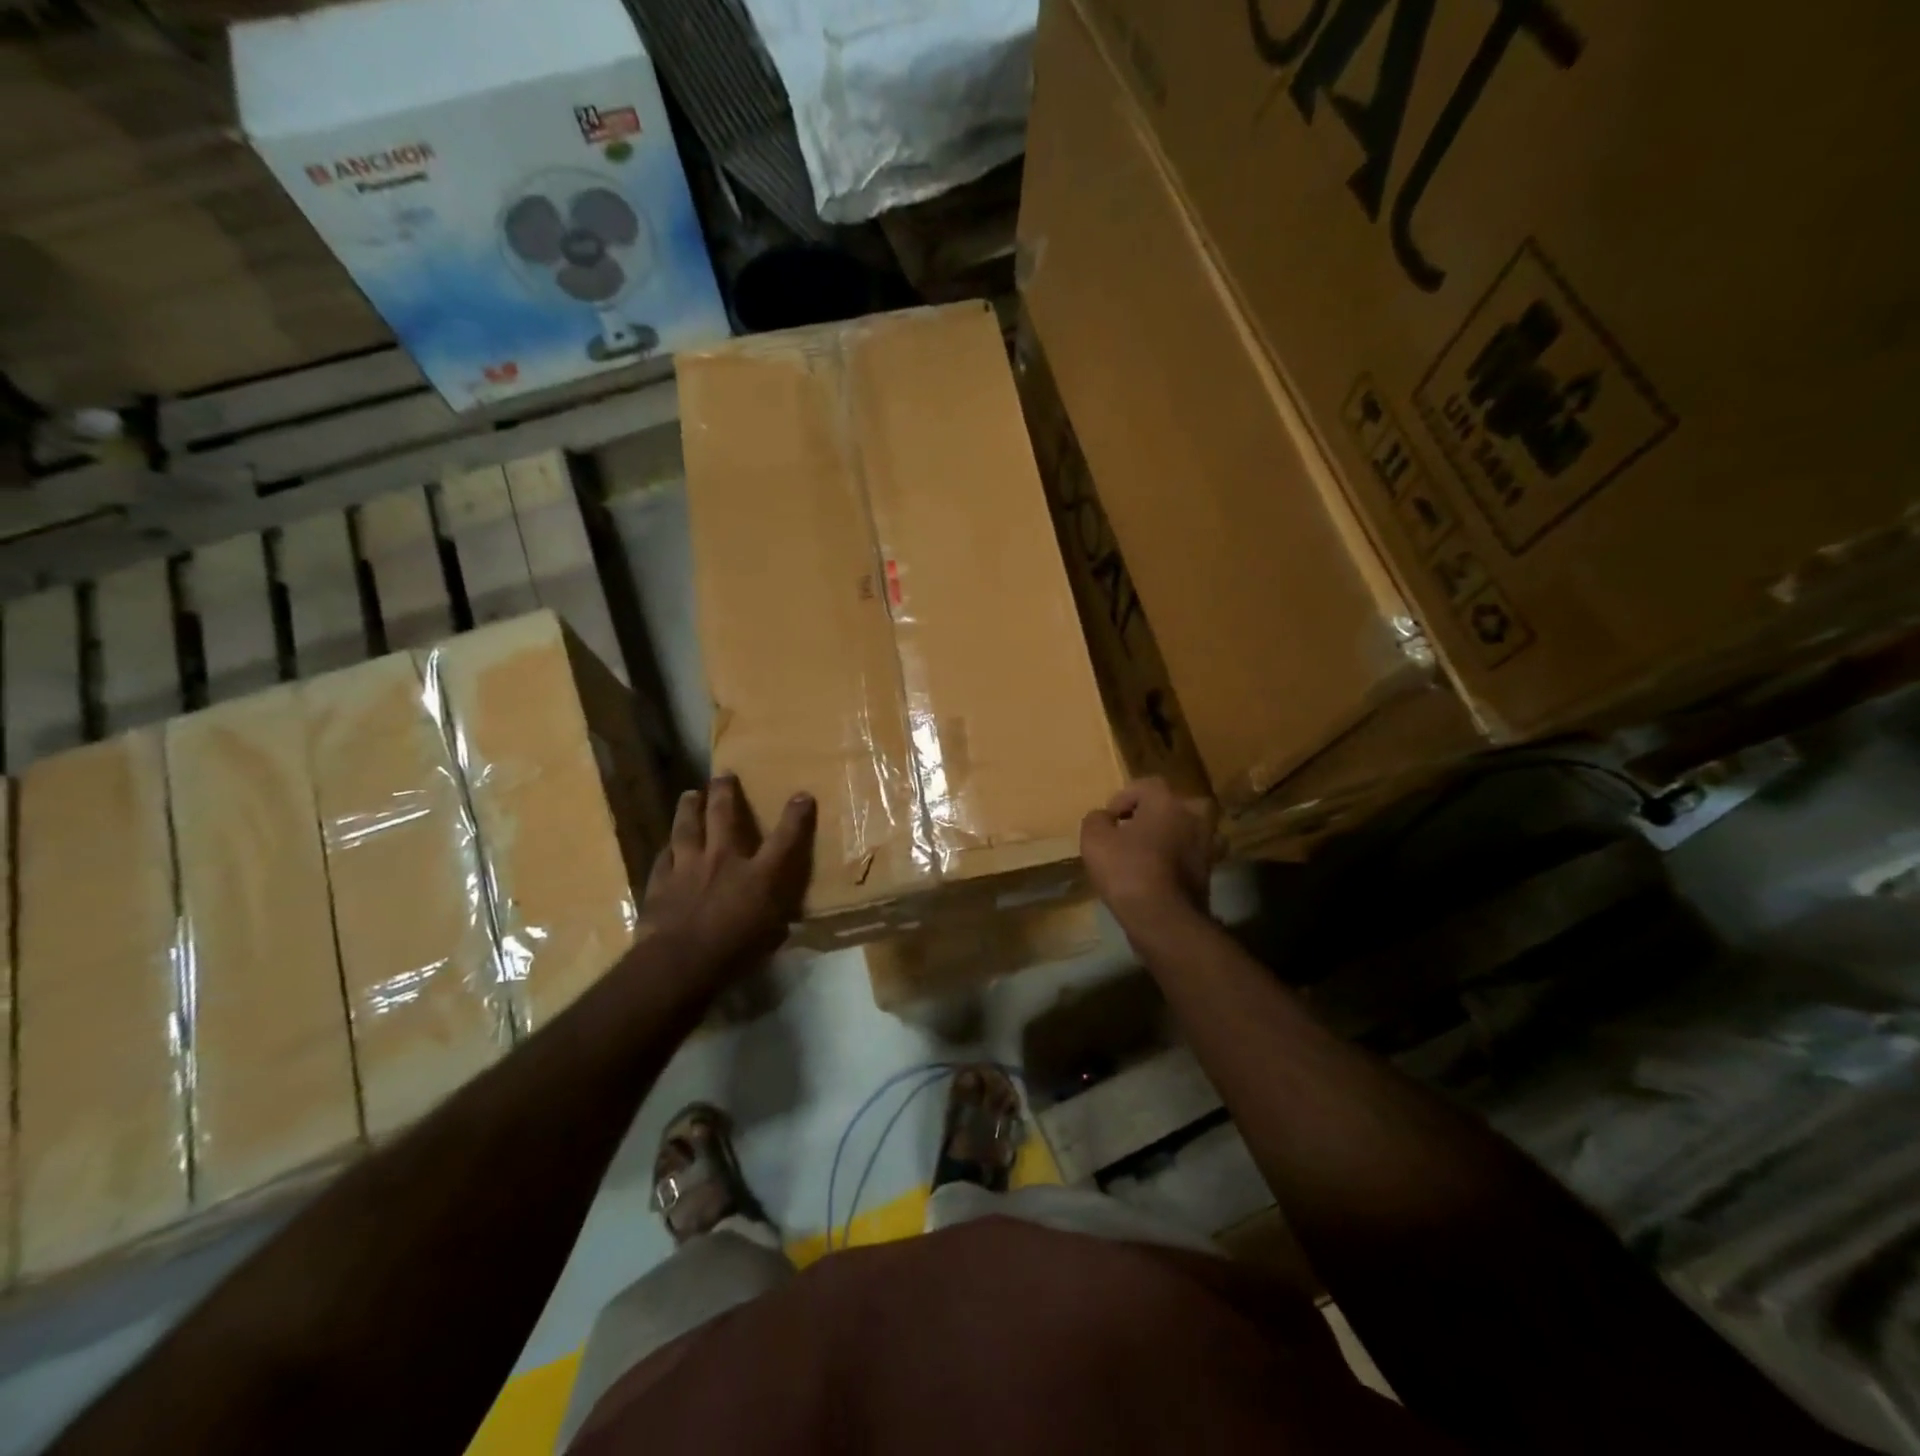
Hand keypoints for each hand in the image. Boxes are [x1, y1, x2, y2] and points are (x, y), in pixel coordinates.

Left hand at [640, 775, 815, 972]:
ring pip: (688, 827)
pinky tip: (667, 845)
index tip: (801, 795)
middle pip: (724, 816)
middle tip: (723, 775)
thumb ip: (776, 924)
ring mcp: (688, 866)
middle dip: (725, 792)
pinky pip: (663, 858)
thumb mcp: (769, 939)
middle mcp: (724, 860)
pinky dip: (667, 849)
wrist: (680, 962)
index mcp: (759, 875)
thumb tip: (784, 923)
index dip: (795, 816)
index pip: (785, 839)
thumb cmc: (735, 953)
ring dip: (690, 808)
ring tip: (690, 794)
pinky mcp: (661, 881)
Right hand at [1080, 777, 1216, 927]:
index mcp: (1167, 801)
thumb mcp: (1094, 839)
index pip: (1145, 786)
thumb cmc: (1127, 870)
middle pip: (1173, 805)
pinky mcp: (1210, 872)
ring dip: (1169, 836)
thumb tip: (1104, 818)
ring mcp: (1206, 845)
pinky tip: (1158, 873)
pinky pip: (1190, 856)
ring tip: (1146, 852)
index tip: (1109, 819)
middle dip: (1153, 814)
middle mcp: (1193, 816)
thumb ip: (1096, 819)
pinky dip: (1177, 860)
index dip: (1123, 799)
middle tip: (1132, 830)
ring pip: (1186, 830)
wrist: (1163, 918)